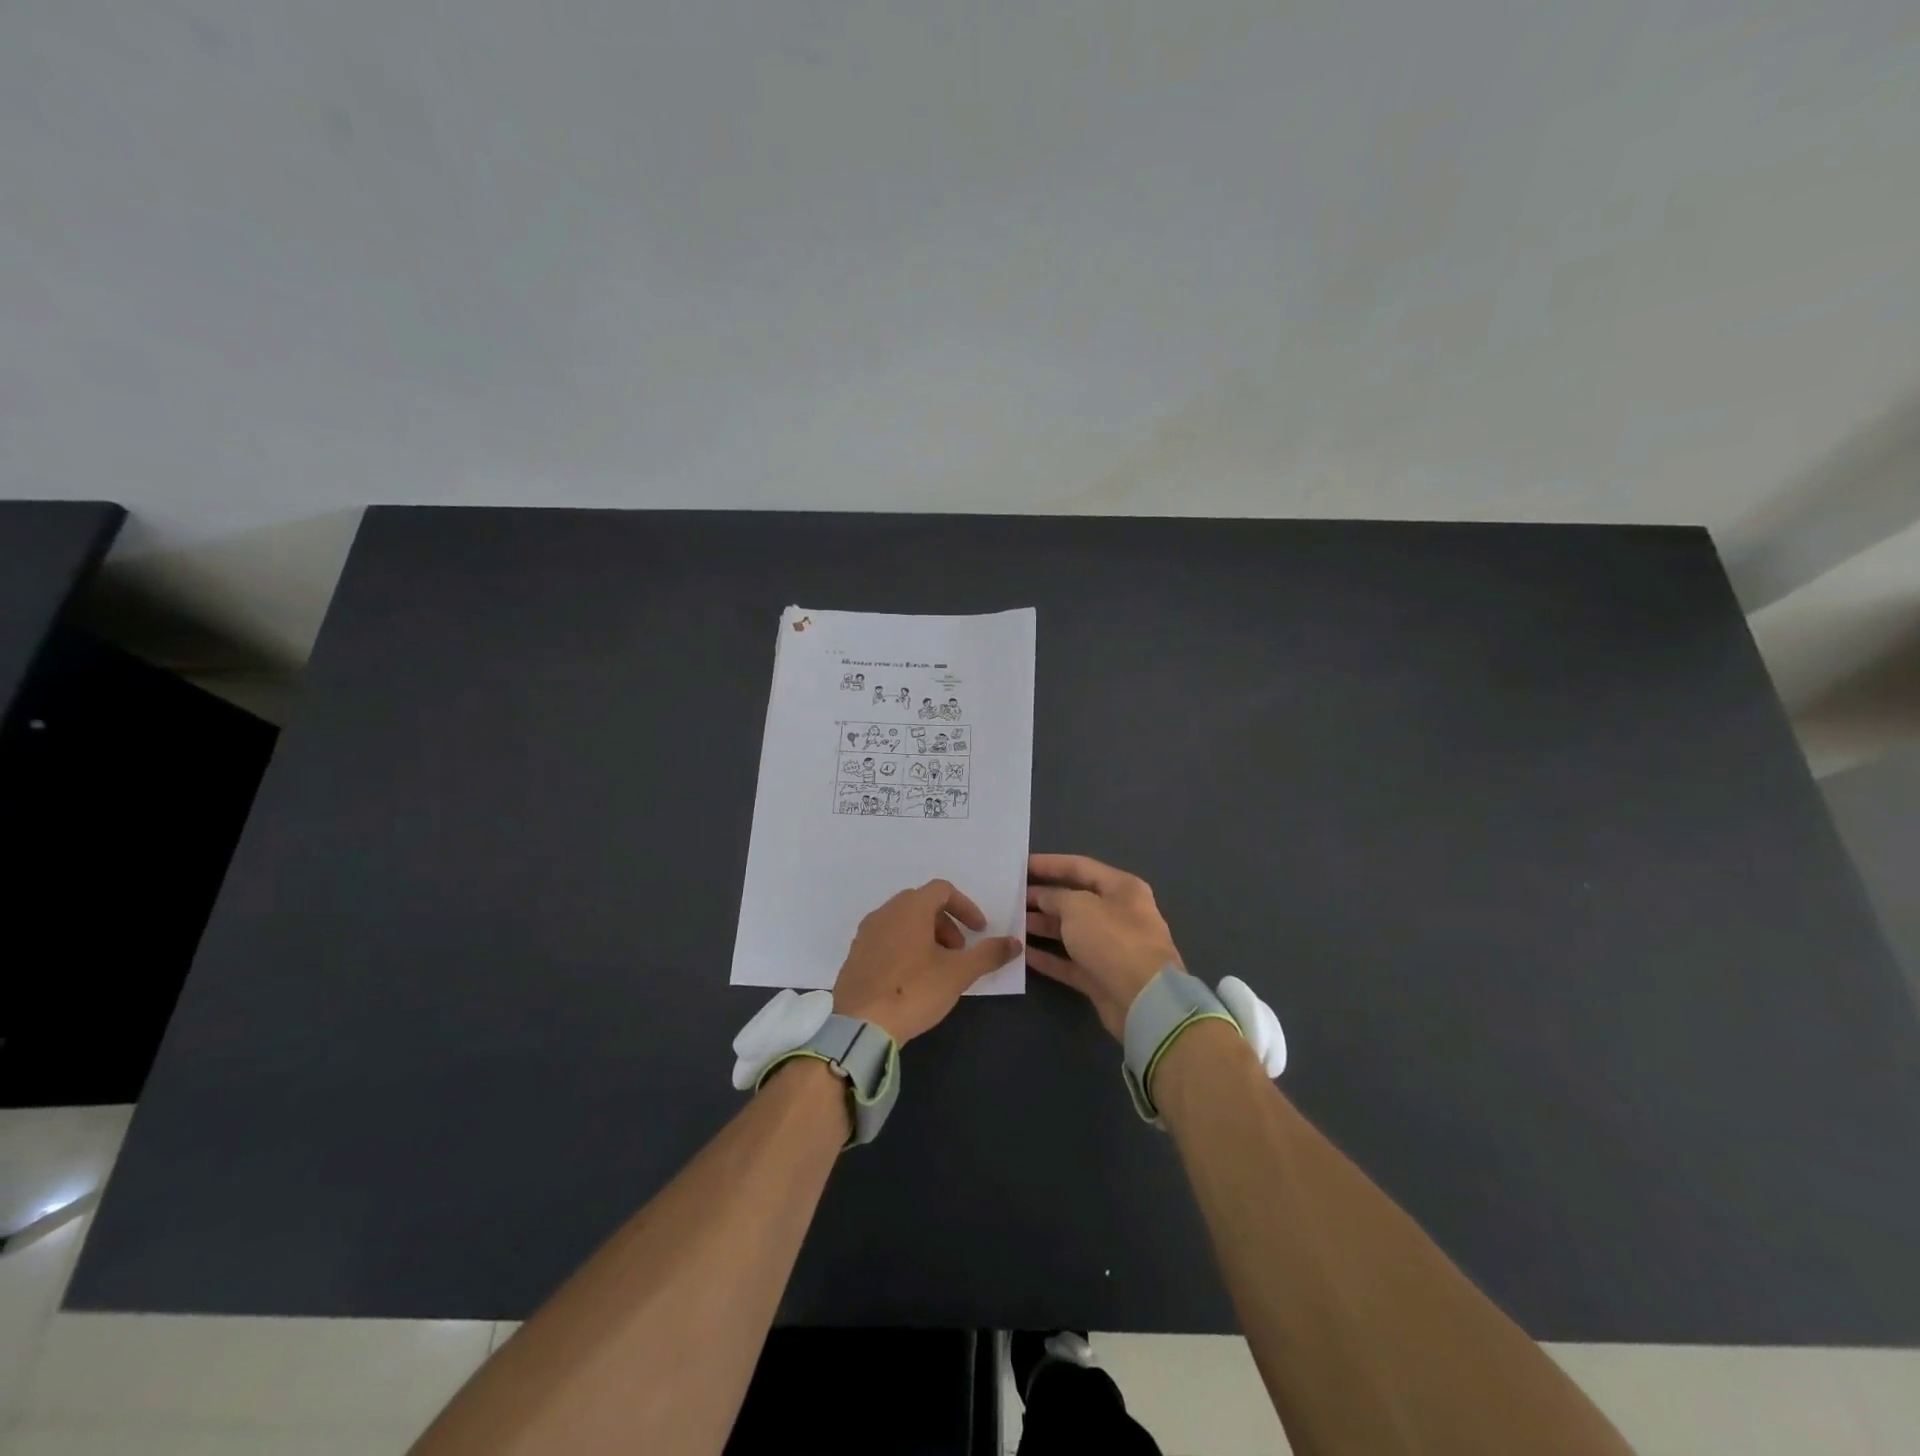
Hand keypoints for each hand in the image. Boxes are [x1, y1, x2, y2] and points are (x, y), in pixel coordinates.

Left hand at [833, 880, 1021, 1043]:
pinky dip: (904, 948)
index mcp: (910, 908)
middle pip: (921, 904)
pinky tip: (910, 980)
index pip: (942, 890)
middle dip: (946, 924)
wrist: (860, 1026)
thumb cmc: (914, 991)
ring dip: (925, 936)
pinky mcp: (854, 956)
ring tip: (937, 968)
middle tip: (958, 952)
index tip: (979, 931)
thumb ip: (989, 954)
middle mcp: (884, 912)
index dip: (965, 907)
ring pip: (902, 922)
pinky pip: (885, 940)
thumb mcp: (958, 973)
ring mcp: (865, 934)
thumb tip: (1015, 942)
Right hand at [1026, 854, 1183, 1039]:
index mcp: (1121, 888)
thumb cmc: (1113, 939)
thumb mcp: (1078, 906)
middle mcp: (1118, 914)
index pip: (1080, 867)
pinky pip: (1069, 962)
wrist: (1144, 1000)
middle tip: (1010, 898)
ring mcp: (1110, 947)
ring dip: (1042, 927)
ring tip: (1011, 923)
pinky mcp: (1101, 976)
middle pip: (1074, 900)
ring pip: (1070, 932)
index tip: (1021, 865)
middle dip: (1042, 898)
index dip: (1049, 864)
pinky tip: (1023, 953)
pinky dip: (1048, 957)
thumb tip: (1042, 898)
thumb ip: (1055, 897)